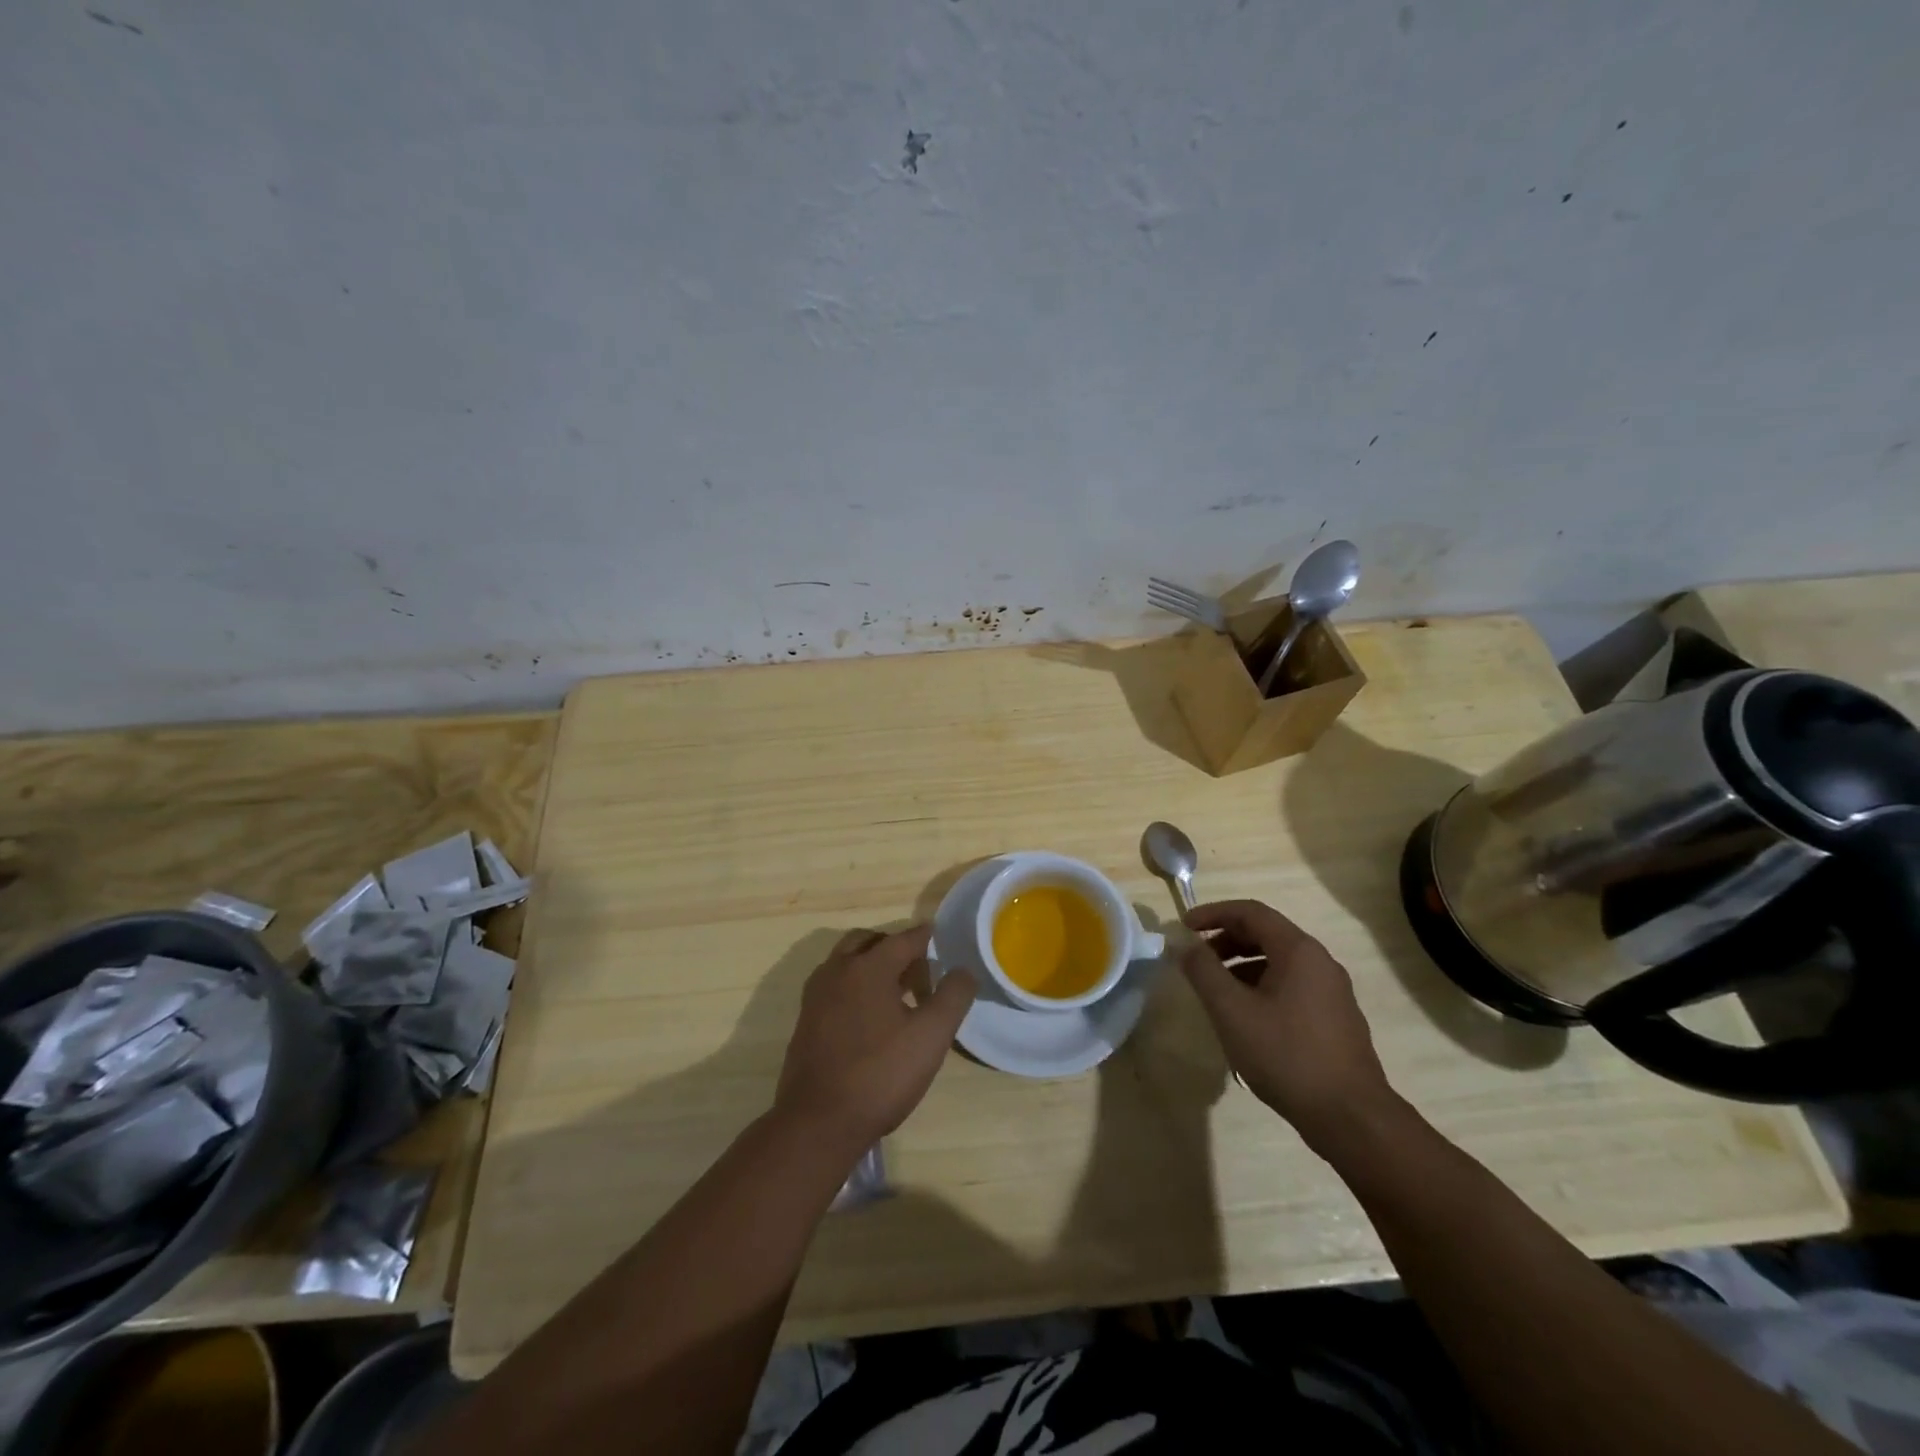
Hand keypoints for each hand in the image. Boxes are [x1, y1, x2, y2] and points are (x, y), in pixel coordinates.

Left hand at [774, 925, 975, 1155]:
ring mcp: (816, 995)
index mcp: (868, 967)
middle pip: (869, 942)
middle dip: (896, 948)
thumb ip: (953, 996)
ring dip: (873, 965)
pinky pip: (834, 985)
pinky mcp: (806, 1019)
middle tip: (920, 971)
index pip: (904, 939)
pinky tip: (871, 1018)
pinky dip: (855, 985)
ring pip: (847, 961)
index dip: (927, 938)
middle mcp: (837, 970)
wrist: (818, 1122)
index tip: (943, 939)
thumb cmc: (880, 1075)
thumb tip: (964, 969)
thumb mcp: (931, 1036)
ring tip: (898, 995)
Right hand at [1179, 899, 1394, 1150]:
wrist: (1351, 1118)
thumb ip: (1203, 971)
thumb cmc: (1286, 1055)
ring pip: (1278, 962)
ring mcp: (1332, 992)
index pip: (1250, 912)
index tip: (1184, 928)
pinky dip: (1261, 986)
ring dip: (1241, 965)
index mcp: (1298, 951)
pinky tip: (1245, 1018)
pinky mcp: (1335, 1019)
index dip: (1213, 914)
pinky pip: (1291, 985)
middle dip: (1226, 940)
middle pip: (1266, 934)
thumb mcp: (1232, 1011)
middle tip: (1196, 959)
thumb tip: (1183, 943)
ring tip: (1216, 991)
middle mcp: (1320, 962)